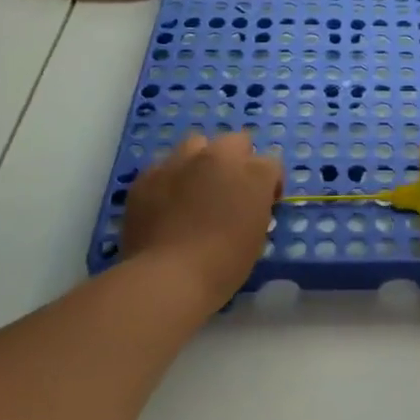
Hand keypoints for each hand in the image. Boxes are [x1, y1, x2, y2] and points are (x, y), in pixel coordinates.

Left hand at [121, 132, 282, 308]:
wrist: (167, 278)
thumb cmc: (223, 265)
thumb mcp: (256, 236)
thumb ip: (256, 207)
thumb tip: (246, 203)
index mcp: (253, 173)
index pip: (271, 165)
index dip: (268, 185)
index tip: (262, 204)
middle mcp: (218, 157)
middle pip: (235, 142)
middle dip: (237, 161)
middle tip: (229, 191)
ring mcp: (180, 162)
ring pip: (196, 144)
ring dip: (201, 162)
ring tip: (195, 189)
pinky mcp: (148, 176)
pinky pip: (164, 167)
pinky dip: (170, 180)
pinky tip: (165, 204)